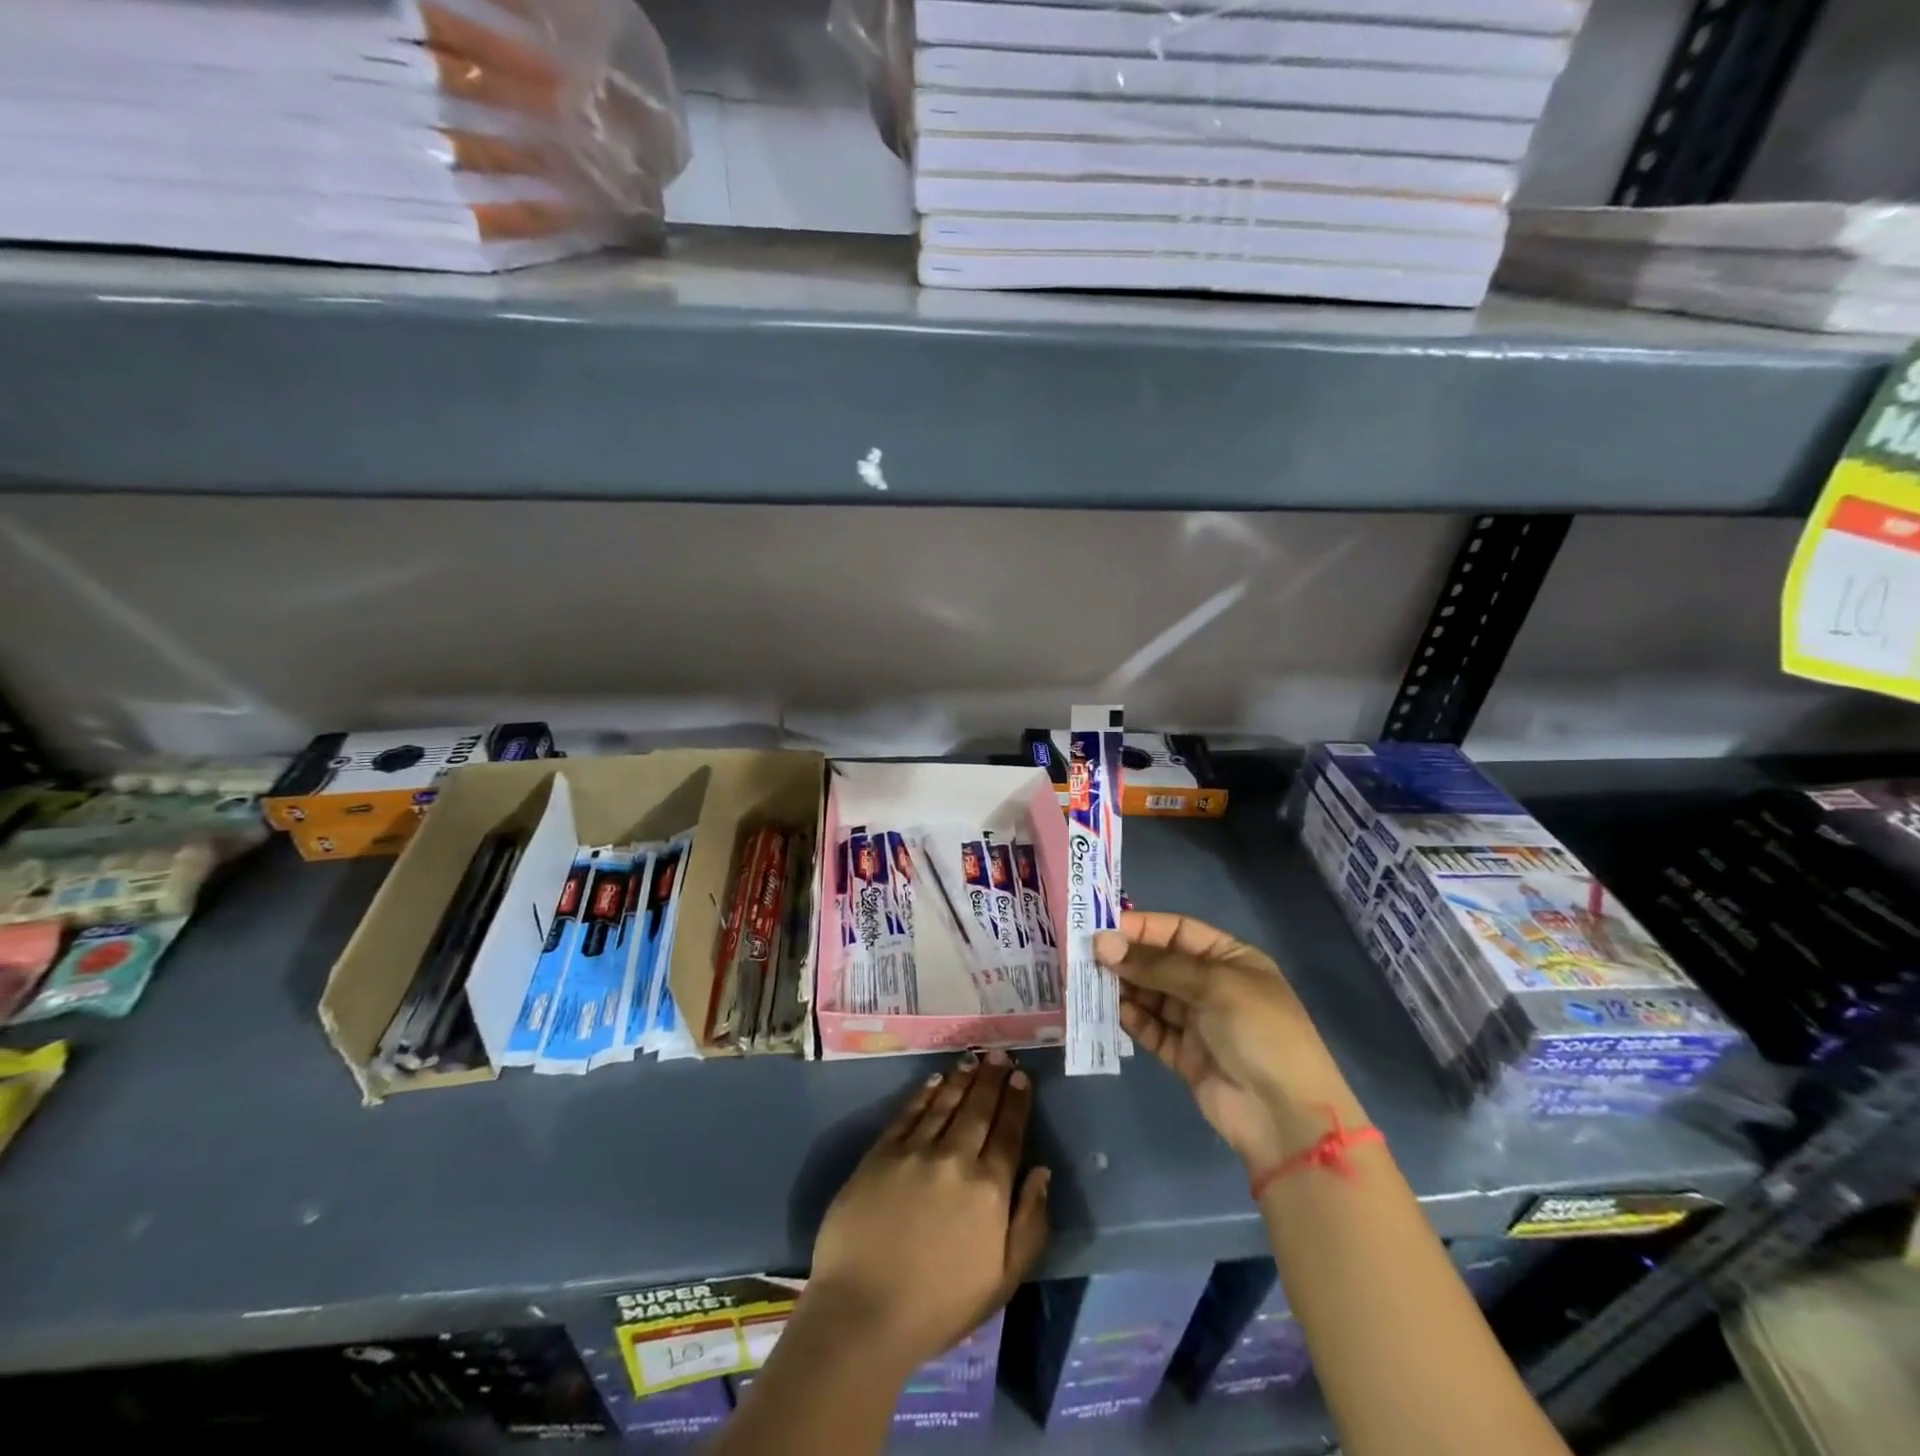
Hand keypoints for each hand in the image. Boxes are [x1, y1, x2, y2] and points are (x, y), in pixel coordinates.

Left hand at [806, 1051, 1050, 1374]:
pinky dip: (924, 1093)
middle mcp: (956, 1158)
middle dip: (993, 1078)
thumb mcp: (1002, 1280)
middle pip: (979, 1108)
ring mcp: (916, 1151)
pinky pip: (909, 1113)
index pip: (1009, 1132)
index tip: (1022, 1076)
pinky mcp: (882, 1152)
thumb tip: (1042, 1172)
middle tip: (1000, 1053)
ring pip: (945, 1103)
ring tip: (973, 1059)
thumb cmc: (939, 1306)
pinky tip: (934, 1080)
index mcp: (989, 1189)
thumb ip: (1029, 1224)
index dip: (1016, 1101)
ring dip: (962, 1078)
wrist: (864, 1312)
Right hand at [1095, 911, 1364, 1171]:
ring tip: (1087, 980)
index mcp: (1230, 959)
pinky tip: (1108, 1009)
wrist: (1285, 1116)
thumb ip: (1156, 965)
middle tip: (1085, 955)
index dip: (1142, 927)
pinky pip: (1150, 1028)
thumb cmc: (1259, 1032)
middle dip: (1126, 957)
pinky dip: (1130, 1018)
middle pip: (1160, 962)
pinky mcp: (1183, 1054)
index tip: (1102, 927)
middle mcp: (1212, 985)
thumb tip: (1102, 944)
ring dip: (1122, 987)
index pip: (1178, 931)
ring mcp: (1198, 1021)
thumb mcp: (1213, 985)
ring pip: (1151, 995)